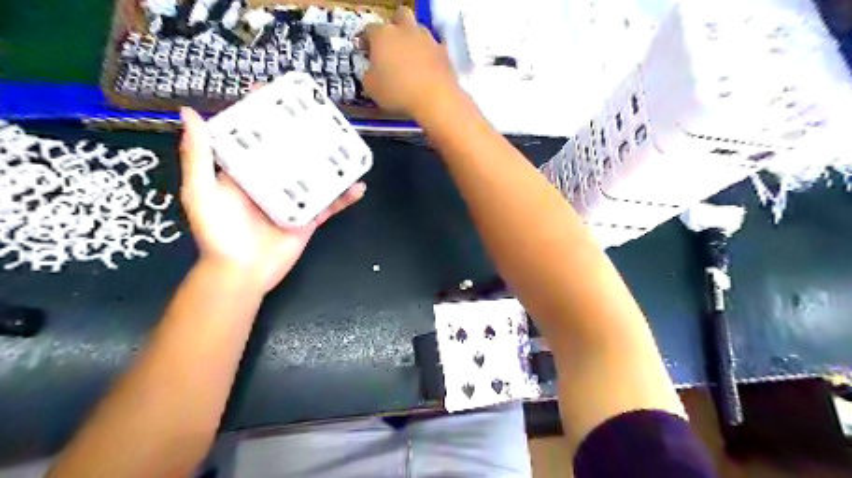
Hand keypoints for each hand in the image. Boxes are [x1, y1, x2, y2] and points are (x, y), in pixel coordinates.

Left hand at [178, 108, 363, 294]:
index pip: (257, 137)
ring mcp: (293, 199)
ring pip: (315, 176)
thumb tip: (190, 113)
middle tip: (322, 116)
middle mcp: (271, 181)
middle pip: (291, 153)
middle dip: (305, 134)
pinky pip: (330, 205)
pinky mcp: (309, 218)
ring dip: (331, 162)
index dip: (265, 116)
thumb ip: (198, 156)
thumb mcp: (201, 191)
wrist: (241, 274)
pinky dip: (345, 197)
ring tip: (347, 145)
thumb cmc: (218, 233)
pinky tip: (359, 185)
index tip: (277, 94)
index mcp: (246, 172)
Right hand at [362, 6, 462, 116]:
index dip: (367, 40)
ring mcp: (427, 38)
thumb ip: (369, 74)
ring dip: (414, 40)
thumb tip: (373, 72)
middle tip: (393, 45)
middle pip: (400, 15)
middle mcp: (405, 30)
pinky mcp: (444, 51)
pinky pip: (434, 48)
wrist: (435, 98)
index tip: (366, 51)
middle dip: (395, 26)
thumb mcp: (371, 88)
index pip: (370, 29)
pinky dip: (430, 55)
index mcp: (383, 35)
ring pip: (419, 30)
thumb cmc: (397, 92)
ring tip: (412, 59)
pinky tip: (428, 69)